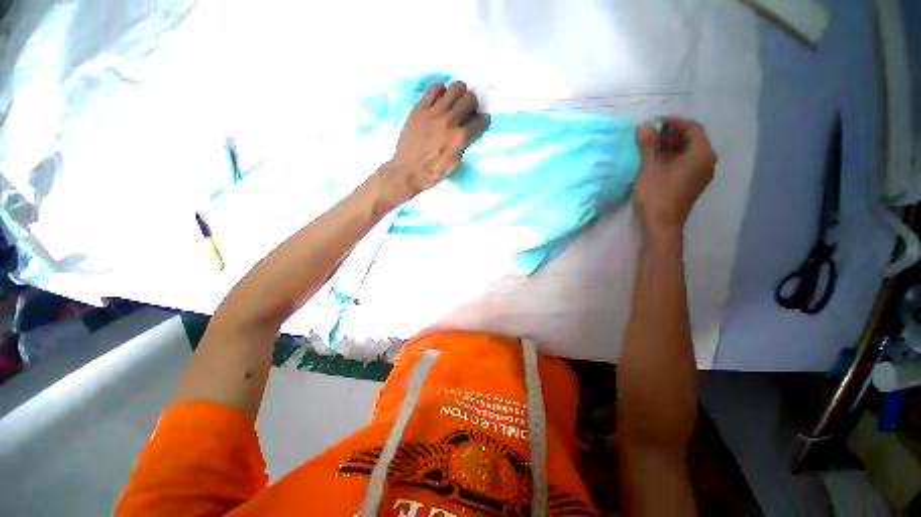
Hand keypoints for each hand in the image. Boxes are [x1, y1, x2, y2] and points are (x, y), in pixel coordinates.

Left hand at [378, 81, 489, 207]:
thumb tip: (468, 132)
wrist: (407, 171)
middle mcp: (449, 121)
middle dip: (472, 104)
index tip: (481, 120)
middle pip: (469, 99)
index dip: (483, 120)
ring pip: (455, 88)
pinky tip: (440, 100)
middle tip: (467, 110)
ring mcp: (434, 112)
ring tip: (455, 101)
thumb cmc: (432, 172)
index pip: (480, 121)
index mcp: (459, 138)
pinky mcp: (420, 108)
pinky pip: (435, 88)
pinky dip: (441, 91)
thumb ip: (463, 146)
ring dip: (459, 93)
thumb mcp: (454, 164)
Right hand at [633, 118, 716, 239]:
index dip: (673, 122)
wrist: (662, 225)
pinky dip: (672, 158)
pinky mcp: (692, 183)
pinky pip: (685, 163)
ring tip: (649, 146)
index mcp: (701, 154)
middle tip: (649, 134)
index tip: (654, 123)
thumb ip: (648, 145)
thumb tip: (644, 126)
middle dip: (670, 134)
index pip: (692, 128)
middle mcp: (706, 161)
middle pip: (691, 139)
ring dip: (669, 146)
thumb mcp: (649, 168)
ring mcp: (700, 174)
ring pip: (687, 152)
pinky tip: (655, 161)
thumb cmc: (657, 195)